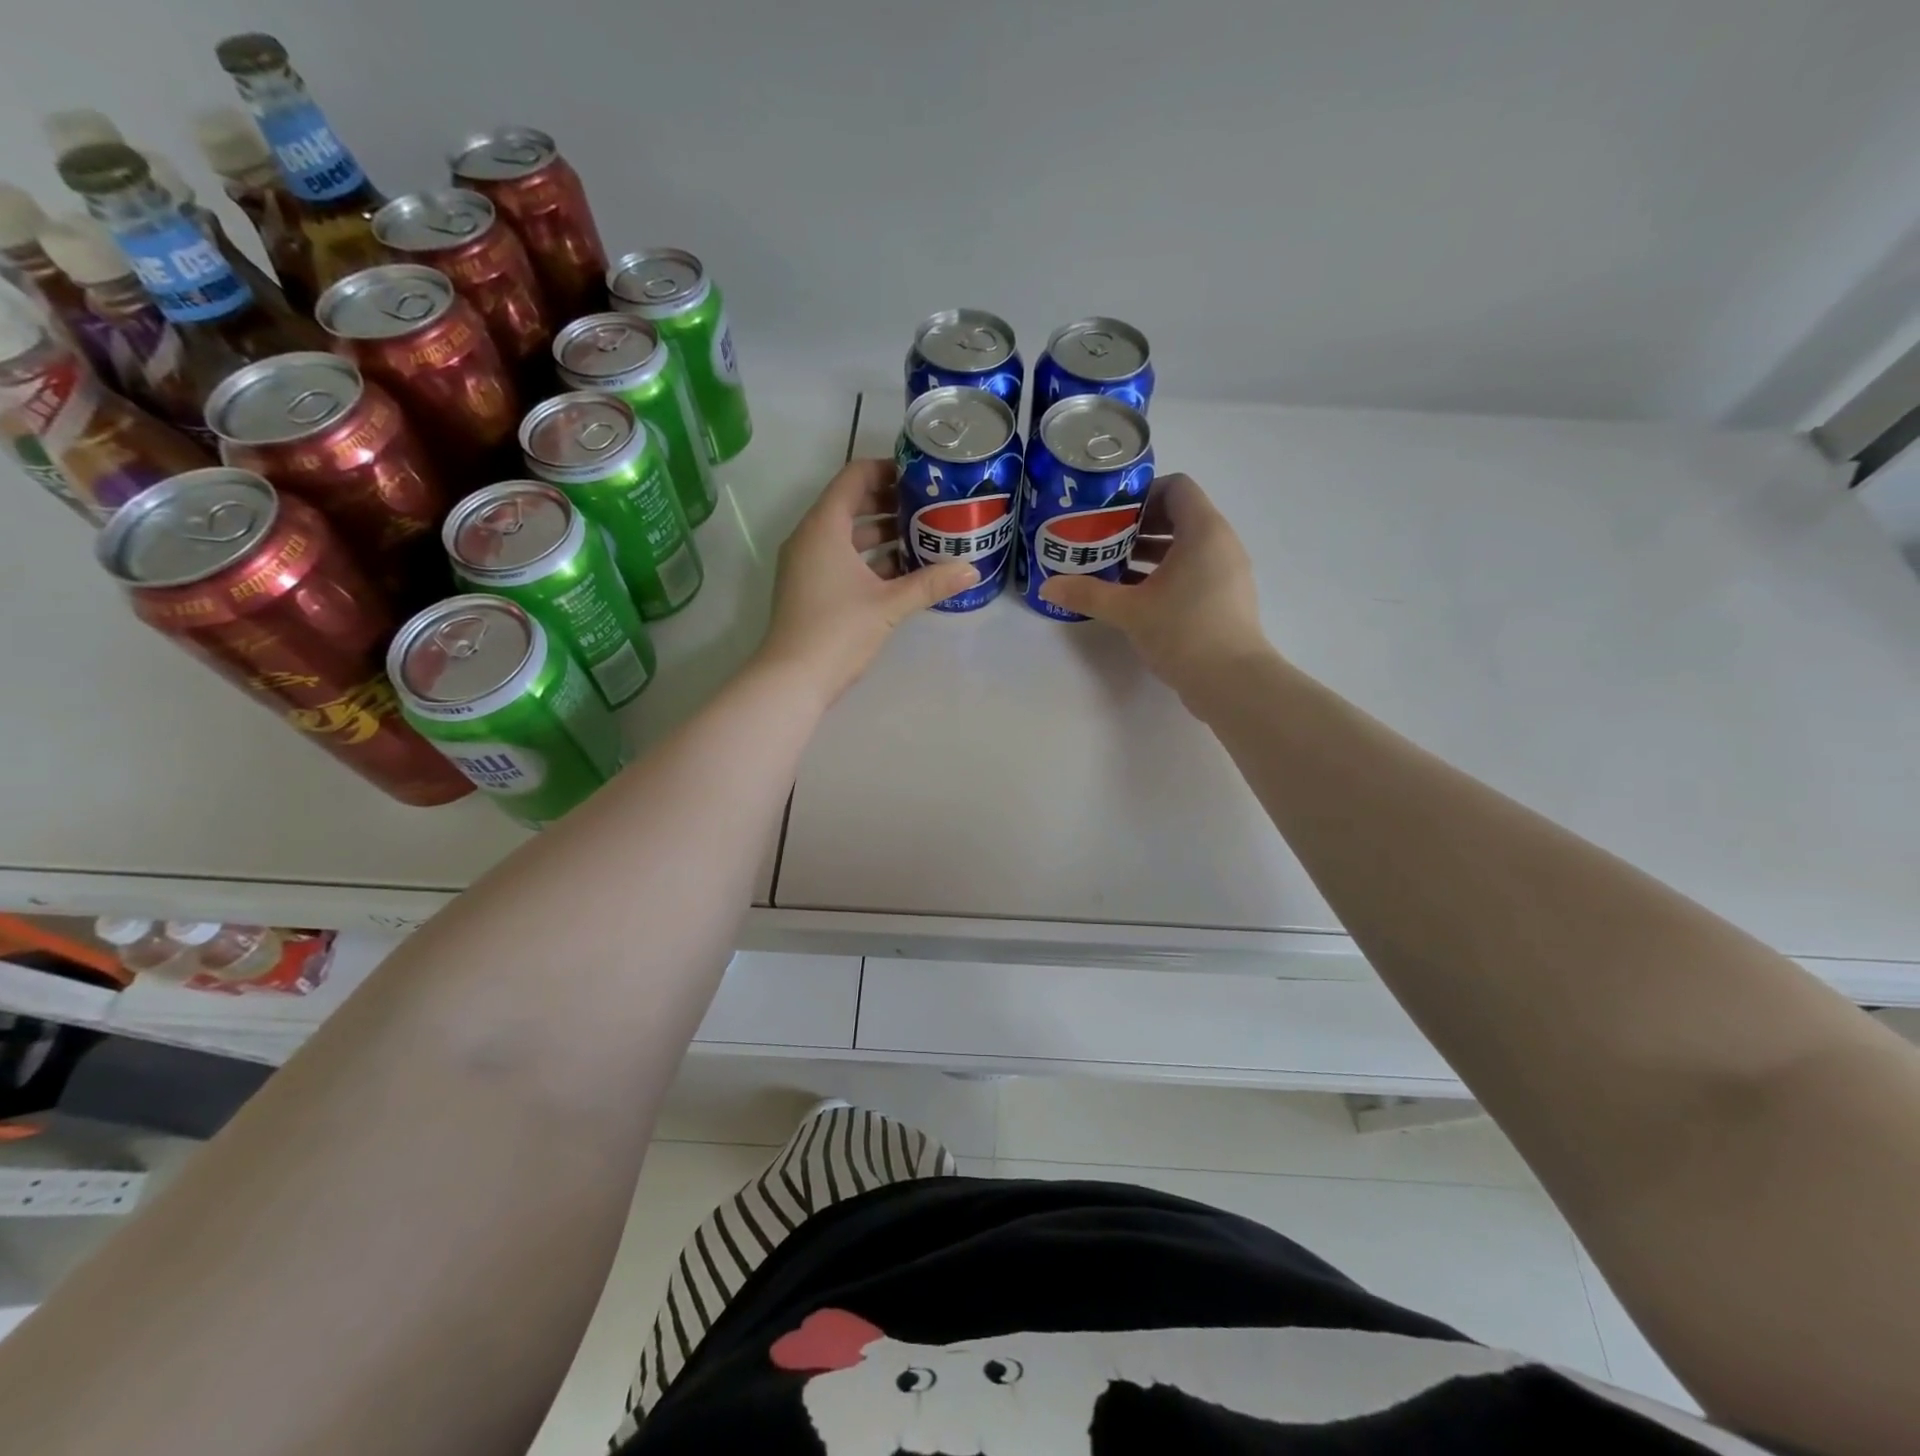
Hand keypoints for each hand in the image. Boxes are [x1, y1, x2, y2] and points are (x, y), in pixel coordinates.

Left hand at [757, 457, 978, 702]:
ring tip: (923, 535)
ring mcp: (807, 564)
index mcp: (824, 527)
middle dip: (890, 503)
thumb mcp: (889, 605)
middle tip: (930, 506)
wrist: (793, 679)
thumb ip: (930, 584)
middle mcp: (810, 537)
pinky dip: (869, 558)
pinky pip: (841, 558)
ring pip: (847, 534)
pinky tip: (902, 571)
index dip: (887, 470)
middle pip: (851, 503)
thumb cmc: (838, 631)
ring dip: (882, 533)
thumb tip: (971, 571)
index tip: (921, 477)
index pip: (854, 477)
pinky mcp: (810, 587)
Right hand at [1039, 473, 1271, 701]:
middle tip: (1103, 539)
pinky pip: (1193, 570)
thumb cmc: (1183, 631)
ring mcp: (1227, 572)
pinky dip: (1165, 574)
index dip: (1142, 493)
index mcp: (1203, 531)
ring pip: (1185, 547)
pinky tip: (1135, 596)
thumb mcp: (1129, 611)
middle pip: (1179, 516)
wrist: (1231, 682)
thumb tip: (1048, 587)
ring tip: (1112, 567)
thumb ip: (1088, 594)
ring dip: (1149, 552)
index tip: (1111, 513)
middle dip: (1139, 525)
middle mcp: (1221, 543)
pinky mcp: (1225, 598)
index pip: (1177, 487)